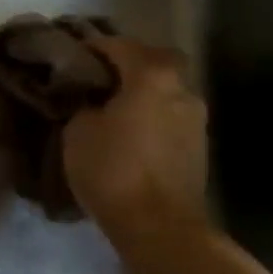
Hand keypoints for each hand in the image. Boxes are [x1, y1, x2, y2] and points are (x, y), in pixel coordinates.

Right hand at [63, 37, 209, 246]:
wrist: (159, 227)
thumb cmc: (114, 170)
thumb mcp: (78, 130)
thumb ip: (85, 104)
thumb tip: (92, 101)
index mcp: (152, 75)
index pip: (119, 45)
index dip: (93, 47)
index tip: (73, 54)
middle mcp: (181, 89)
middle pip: (154, 60)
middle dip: (129, 63)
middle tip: (101, 76)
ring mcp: (196, 118)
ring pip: (167, 89)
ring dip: (144, 91)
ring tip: (115, 106)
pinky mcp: (199, 147)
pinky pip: (171, 115)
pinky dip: (153, 114)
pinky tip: (132, 130)